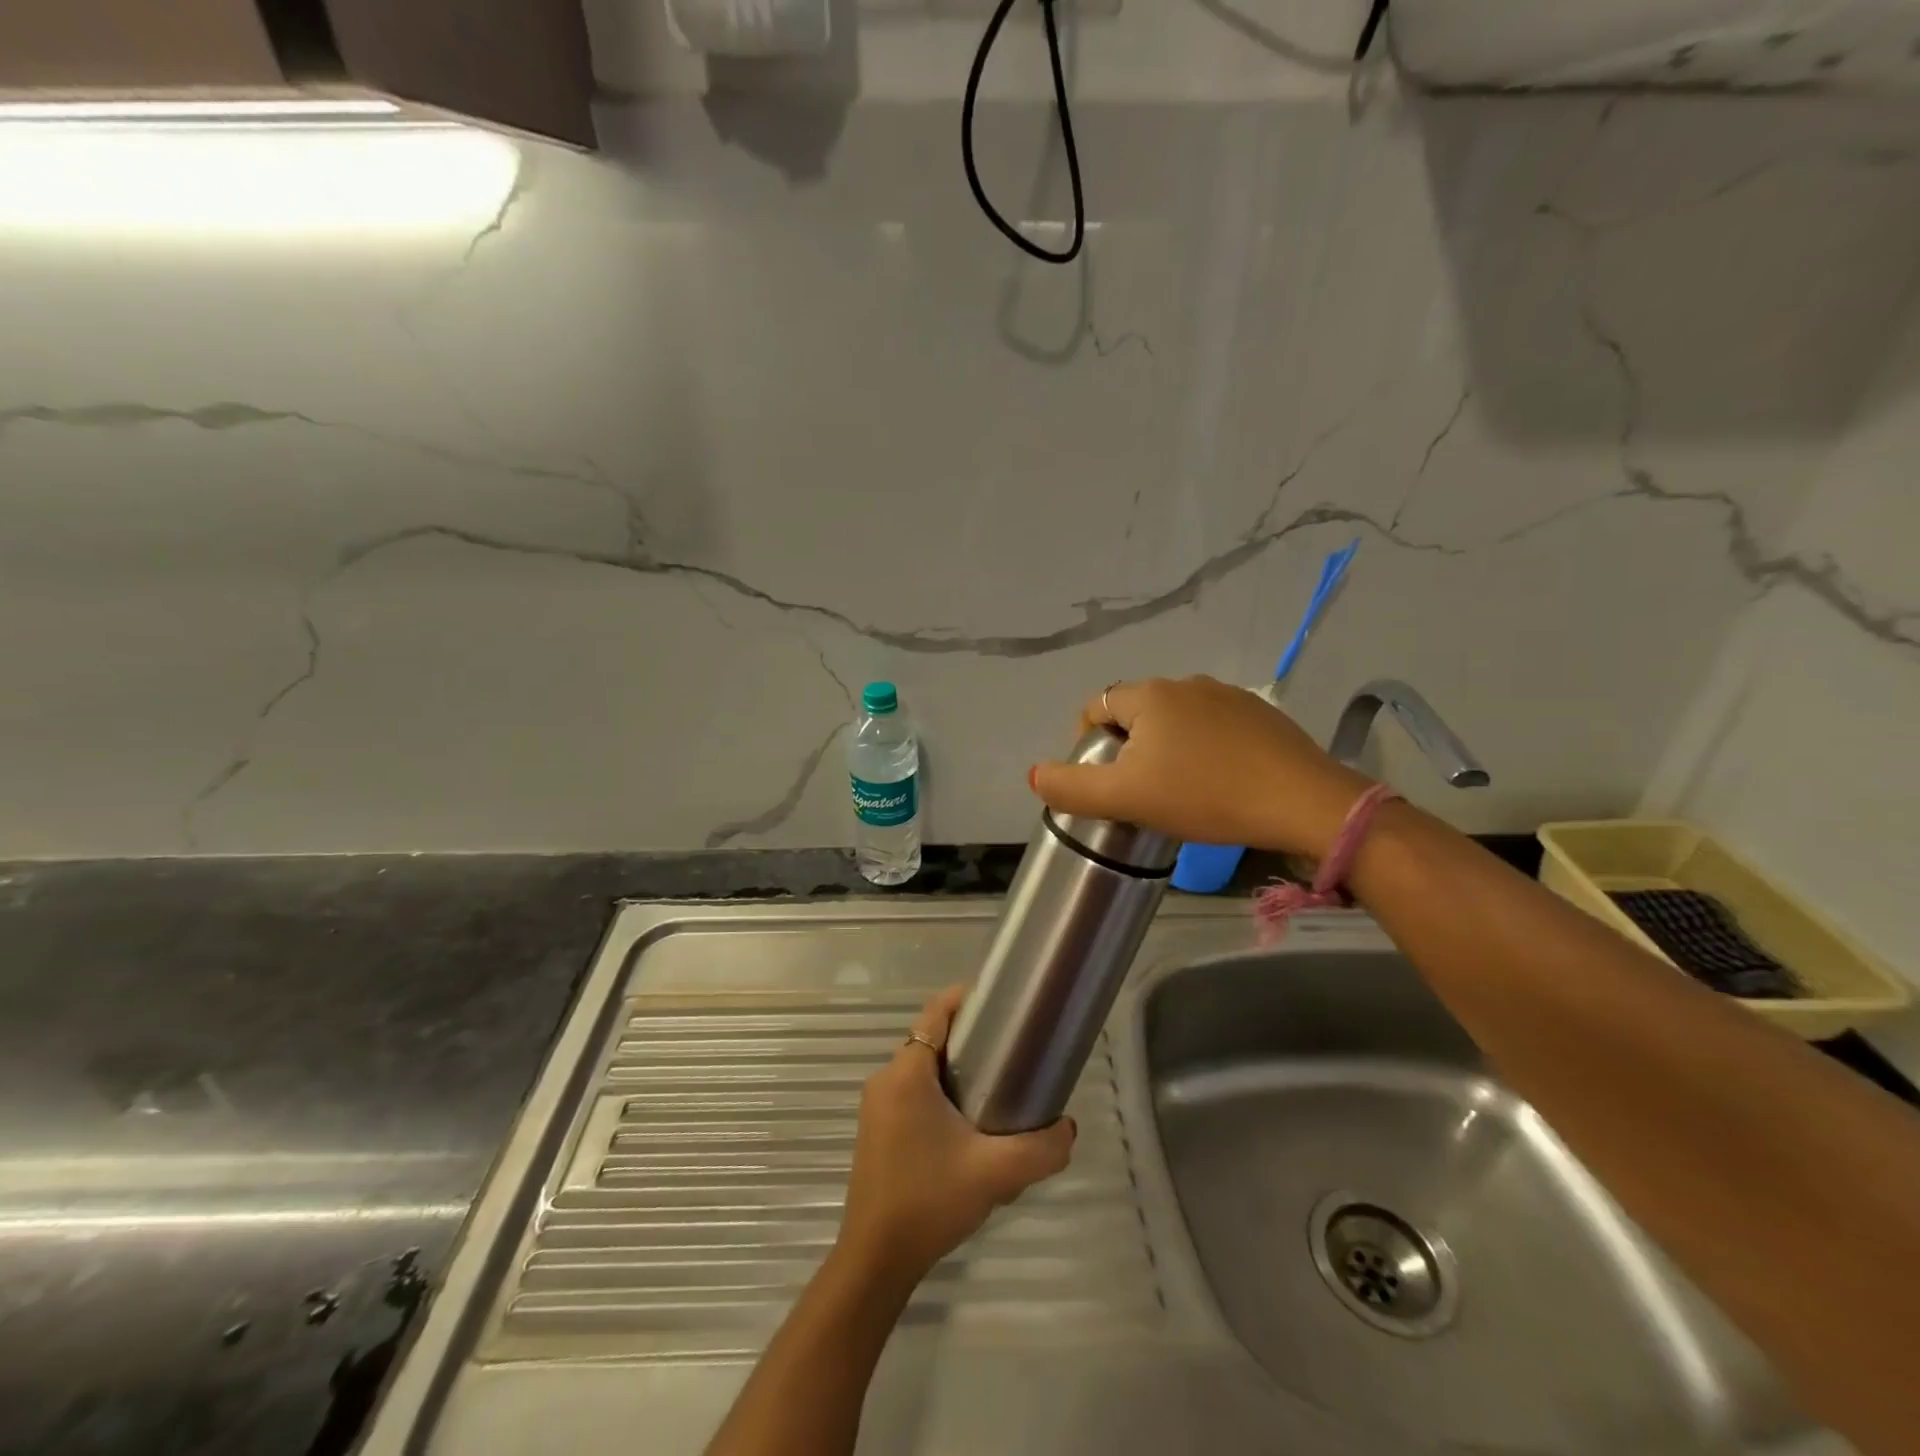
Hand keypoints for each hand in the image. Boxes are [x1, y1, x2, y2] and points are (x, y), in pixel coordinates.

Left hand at [835, 987, 1075, 1292]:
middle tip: (1010, 1050)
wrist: (876, 1260)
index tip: (1000, 1002)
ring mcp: (877, 1106)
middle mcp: (886, 1080)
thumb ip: (1040, 1148)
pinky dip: (940, 1092)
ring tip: (997, 1087)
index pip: (936, 1013)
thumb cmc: (929, 1201)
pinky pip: (912, 1093)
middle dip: (969, 1039)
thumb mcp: (995, 1173)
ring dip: (955, 1069)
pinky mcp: (877, 1130)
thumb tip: (1069, 1128)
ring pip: (921, 1069)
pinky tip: (968, 1124)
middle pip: (931, 1039)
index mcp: (906, 1073)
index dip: (966, 999)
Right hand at [1029, 675, 1373, 857]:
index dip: (1087, 742)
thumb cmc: (1204, 796)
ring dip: (1167, 748)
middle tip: (1138, 791)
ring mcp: (1229, 695)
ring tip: (1178, 790)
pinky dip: (1204, 749)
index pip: (1097, 707)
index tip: (1102, 781)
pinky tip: (1219, 781)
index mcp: (1149, 695)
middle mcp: (1186, 683)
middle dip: (1128, 748)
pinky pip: (1214, 727)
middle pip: (1136, 713)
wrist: (1302, 802)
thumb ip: (1070, 787)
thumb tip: (1034, 775)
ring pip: (1177, 720)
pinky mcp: (1262, 714)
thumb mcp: (1125, 798)